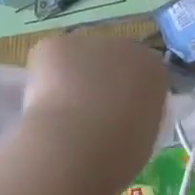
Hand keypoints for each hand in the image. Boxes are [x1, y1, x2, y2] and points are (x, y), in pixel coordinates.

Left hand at [19, 31, 166, 175]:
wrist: (78, 145)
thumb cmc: (119, 152)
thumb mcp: (143, 136)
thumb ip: (136, 116)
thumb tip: (119, 118)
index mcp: (153, 69)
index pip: (141, 75)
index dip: (124, 95)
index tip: (114, 118)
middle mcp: (126, 46)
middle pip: (109, 60)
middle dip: (97, 81)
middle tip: (83, 117)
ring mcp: (89, 42)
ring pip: (76, 60)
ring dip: (69, 80)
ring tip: (57, 117)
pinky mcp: (56, 45)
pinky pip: (48, 60)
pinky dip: (42, 80)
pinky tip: (40, 106)